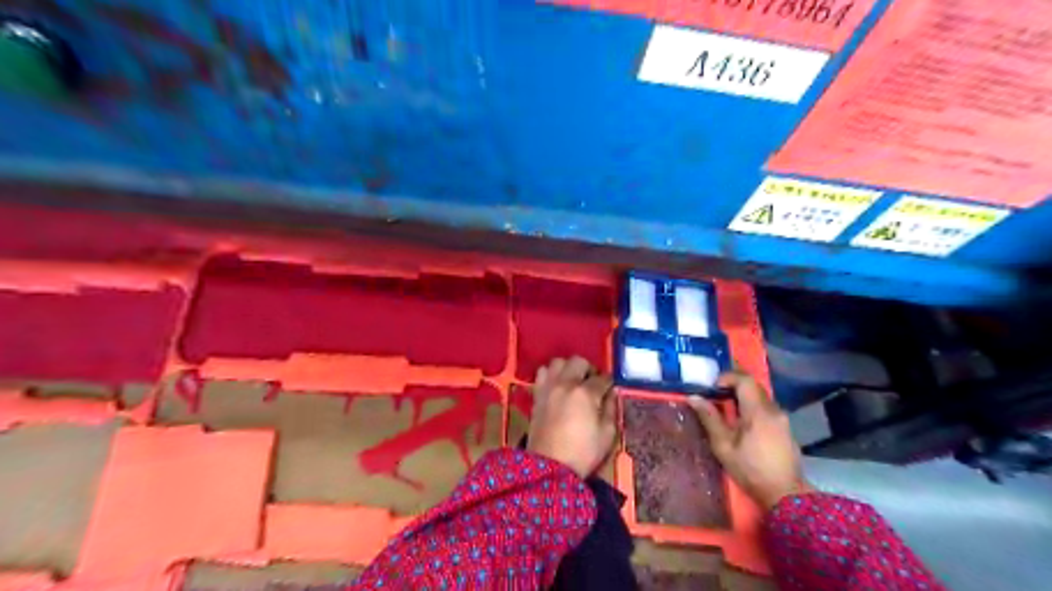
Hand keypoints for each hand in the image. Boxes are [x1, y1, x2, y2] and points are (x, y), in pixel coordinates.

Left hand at [527, 359, 616, 477]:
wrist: (549, 467)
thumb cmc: (583, 453)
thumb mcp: (607, 435)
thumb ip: (611, 409)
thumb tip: (612, 393)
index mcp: (586, 393)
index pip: (602, 378)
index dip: (609, 383)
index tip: (610, 389)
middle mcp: (565, 384)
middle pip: (578, 361)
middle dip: (589, 369)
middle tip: (592, 383)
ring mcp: (548, 388)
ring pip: (557, 362)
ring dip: (567, 368)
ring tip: (573, 382)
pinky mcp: (536, 395)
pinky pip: (542, 374)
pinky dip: (550, 375)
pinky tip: (557, 387)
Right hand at [693, 374, 810, 506]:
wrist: (785, 494)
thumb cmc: (750, 470)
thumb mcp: (723, 446)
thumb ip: (710, 418)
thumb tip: (693, 397)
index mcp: (758, 412)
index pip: (745, 380)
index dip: (727, 377)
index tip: (713, 387)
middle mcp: (773, 410)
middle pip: (754, 386)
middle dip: (734, 386)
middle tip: (716, 396)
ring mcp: (782, 418)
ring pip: (761, 397)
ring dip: (743, 397)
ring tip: (727, 410)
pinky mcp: (786, 428)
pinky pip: (767, 408)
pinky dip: (753, 408)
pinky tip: (743, 424)